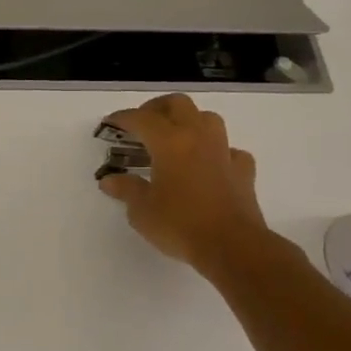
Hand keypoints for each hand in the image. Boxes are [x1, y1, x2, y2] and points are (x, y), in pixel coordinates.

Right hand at [97, 93, 270, 275]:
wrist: (232, 246)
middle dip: (156, 108)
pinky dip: (215, 150)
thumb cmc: (180, 225)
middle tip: (141, 124)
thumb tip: (109, 180)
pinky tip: (208, 164)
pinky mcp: (242, 170)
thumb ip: (126, 189)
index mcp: (169, 143)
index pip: (141, 118)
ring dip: (188, 121)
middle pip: (178, 104)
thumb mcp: (142, 210)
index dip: (122, 118)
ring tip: (174, 138)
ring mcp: (223, 152)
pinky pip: (228, 149)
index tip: (109, 124)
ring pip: (207, 118)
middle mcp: (198, 138)